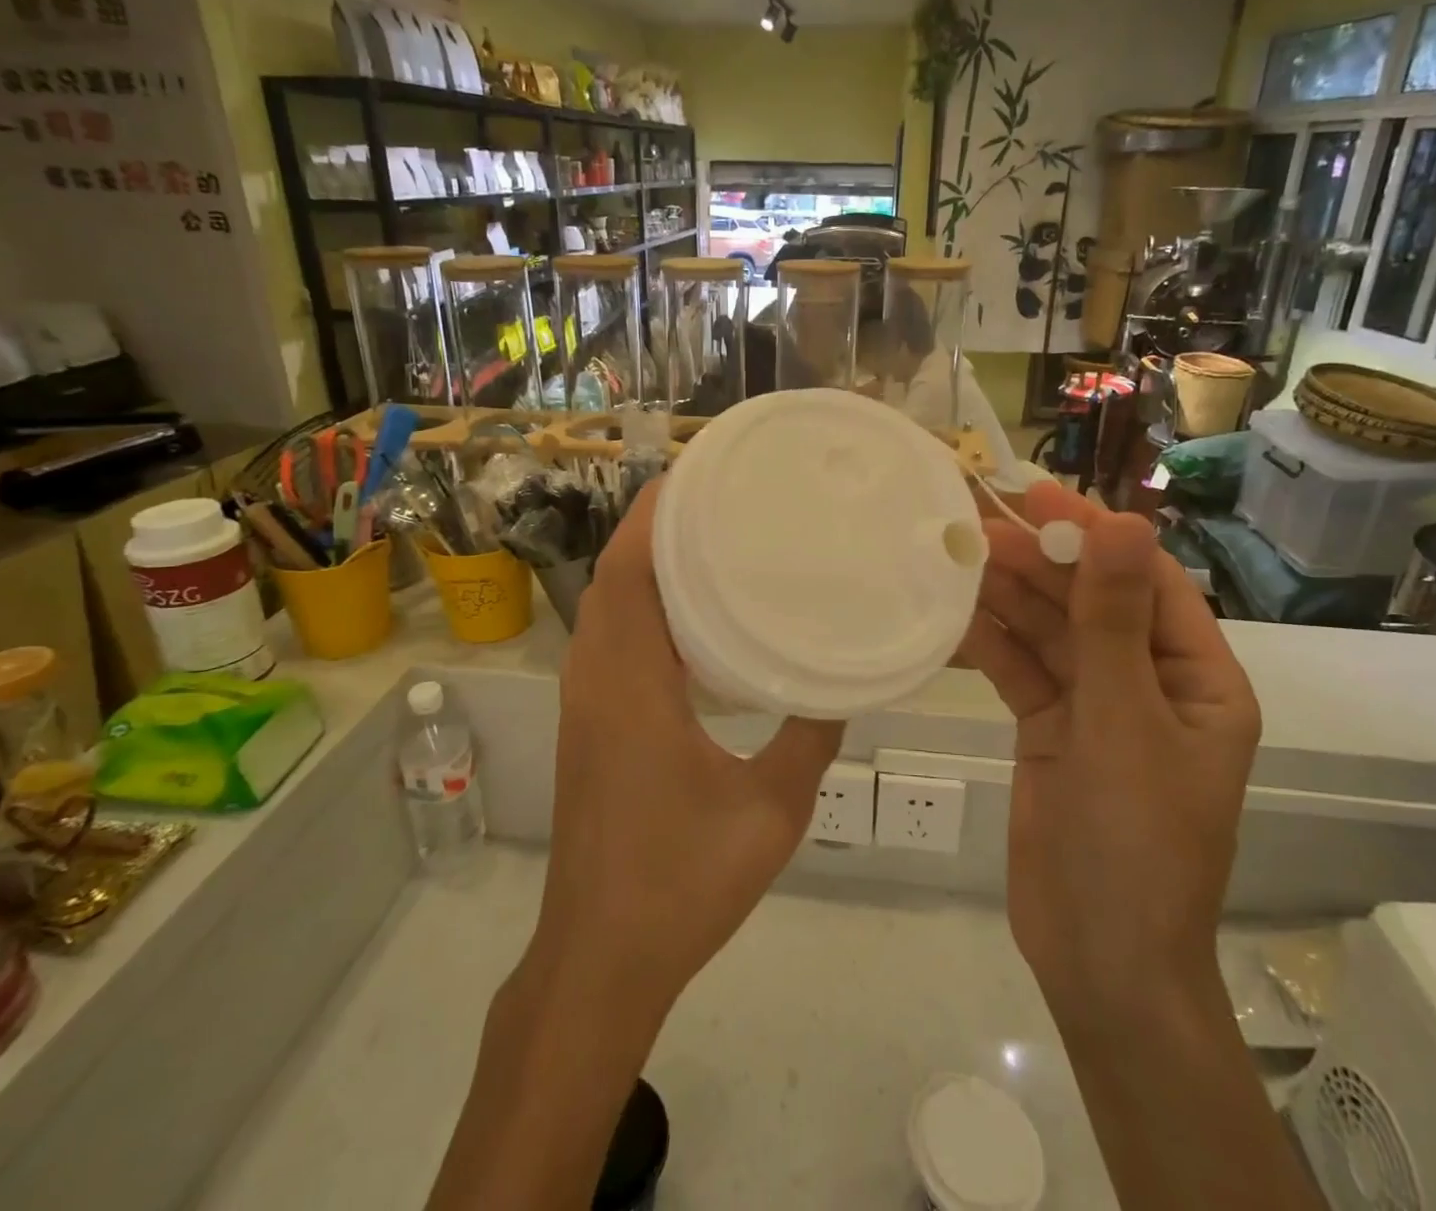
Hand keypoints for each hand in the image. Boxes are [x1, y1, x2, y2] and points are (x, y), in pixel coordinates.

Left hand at [532, 481, 843, 1023]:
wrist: (600, 959)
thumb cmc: (682, 883)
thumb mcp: (772, 809)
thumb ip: (812, 737)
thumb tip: (849, 683)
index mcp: (630, 685)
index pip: (625, 572)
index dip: (653, 514)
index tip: (699, 475)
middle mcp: (596, 678)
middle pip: (613, 575)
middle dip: (657, 525)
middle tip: (724, 497)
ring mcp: (586, 701)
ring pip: (607, 605)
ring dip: (647, 562)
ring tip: (713, 537)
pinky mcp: (590, 721)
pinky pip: (611, 637)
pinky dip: (643, 604)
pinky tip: (694, 614)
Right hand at [959, 483, 1259, 1031]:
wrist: (1098, 959)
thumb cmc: (1134, 840)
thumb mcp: (1124, 721)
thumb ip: (1111, 621)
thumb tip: (1123, 522)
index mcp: (1195, 678)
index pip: (1146, 582)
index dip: (1095, 535)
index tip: (1039, 495)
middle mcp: (1147, 682)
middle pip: (1090, 602)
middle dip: (1040, 563)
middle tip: (979, 523)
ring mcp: (1095, 707)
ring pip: (1049, 634)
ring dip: (1009, 597)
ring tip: (959, 556)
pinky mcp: (1049, 729)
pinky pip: (1021, 671)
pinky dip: (991, 644)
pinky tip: (955, 618)